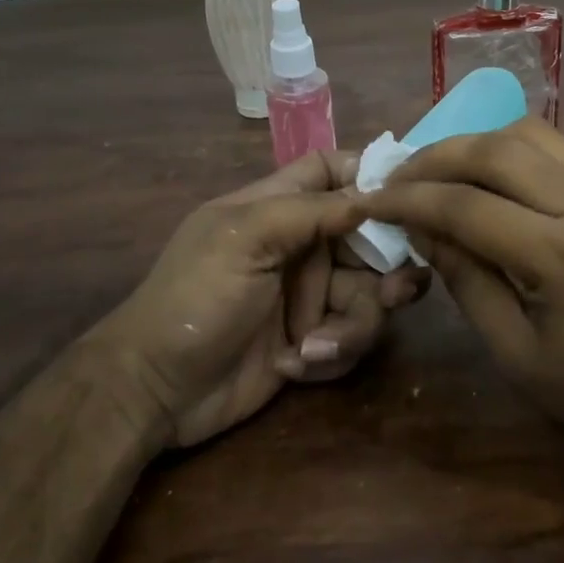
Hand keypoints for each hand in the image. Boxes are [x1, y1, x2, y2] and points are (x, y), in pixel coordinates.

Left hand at [96, 152, 428, 448]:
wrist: (154, 391)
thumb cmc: (195, 298)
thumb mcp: (245, 238)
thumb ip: (310, 210)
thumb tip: (373, 192)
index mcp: (280, 208)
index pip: (333, 171)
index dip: (371, 174)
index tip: (409, 193)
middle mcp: (303, 247)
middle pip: (370, 239)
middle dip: (387, 267)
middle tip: (395, 292)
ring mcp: (309, 296)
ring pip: (369, 295)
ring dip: (354, 324)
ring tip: (315, 346)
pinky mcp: (313, 340)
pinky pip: (352, 337)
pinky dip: (332, 353)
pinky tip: (296, 364)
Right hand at [364, 120, 563, 457]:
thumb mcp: (518, 353)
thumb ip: (467, 281)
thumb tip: (421, 228)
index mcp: (560, 254)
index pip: (467, 205)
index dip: (410, 200)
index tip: (370, 201)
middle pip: (497, 149)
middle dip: (436, 157)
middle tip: (397, 178)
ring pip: (528, 134)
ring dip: (474, 142)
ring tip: (438, 171)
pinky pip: (554, 146)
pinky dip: (509, 146)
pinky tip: (486, 173)